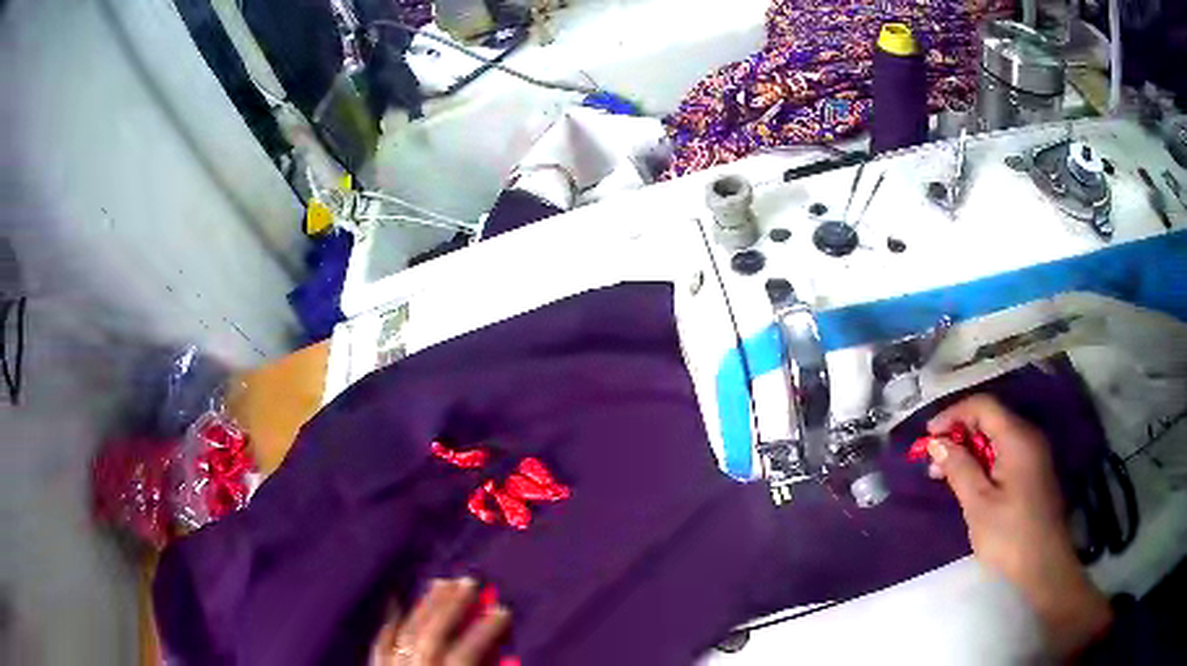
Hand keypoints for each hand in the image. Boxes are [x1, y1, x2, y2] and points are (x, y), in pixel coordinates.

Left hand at [370, 578, 510, 665]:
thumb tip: (506, 655)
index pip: (465, 653)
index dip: (486, 631)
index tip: (504, 610)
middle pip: (432, 635)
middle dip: (451, 607)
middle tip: (469, 580)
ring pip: (404, 632)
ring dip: (425, 606)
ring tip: (441, 582)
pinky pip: (379, 643)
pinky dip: (389, 622)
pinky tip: (396, 602)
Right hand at [926, 395, 1111, 656]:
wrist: (1044, 563)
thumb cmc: (1010, 534)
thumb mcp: (978, 504)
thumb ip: (959, 468)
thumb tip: (937, 443)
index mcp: (1017, 438)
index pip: (983, 405)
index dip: (953, 414)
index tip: (928, 437)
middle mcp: (1028, 436)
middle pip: (990, 418)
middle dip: (959, 434)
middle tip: (934, 461)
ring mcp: (1034, 453)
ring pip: (997, 436)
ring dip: (970, 449)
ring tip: (946, 475)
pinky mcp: (1034, 471)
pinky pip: (1005, 452)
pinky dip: (984, 460)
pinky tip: (970, 482)